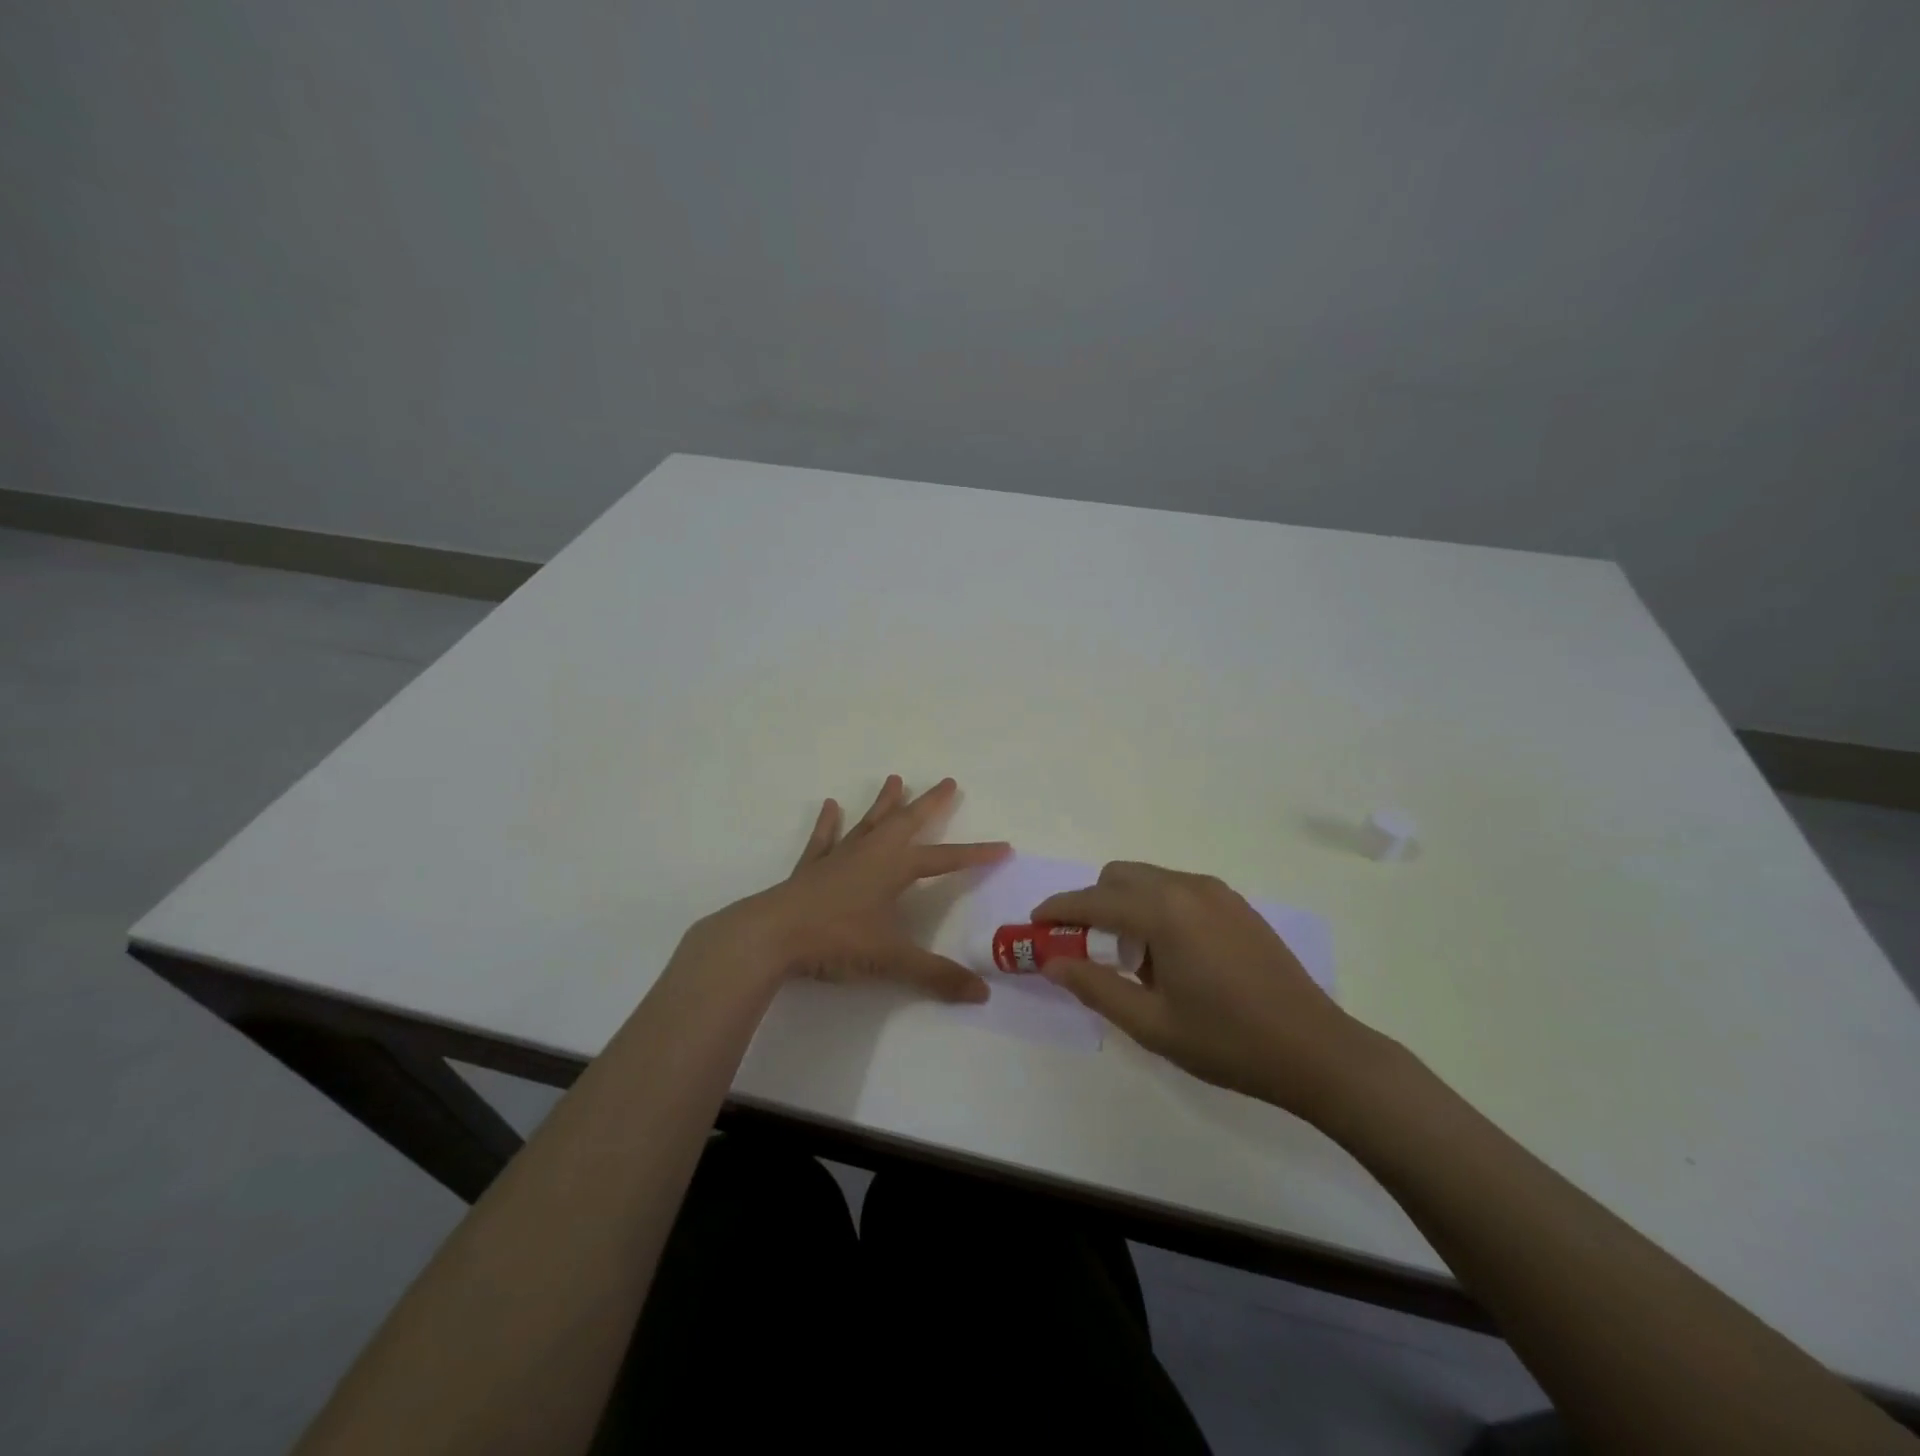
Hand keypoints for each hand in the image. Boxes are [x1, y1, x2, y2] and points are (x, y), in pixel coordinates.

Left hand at [693, 775, 1009, 1003]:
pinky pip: (824, 839)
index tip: (1003, 846)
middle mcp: (871, 853)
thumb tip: (982, 993)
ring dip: (884, 802)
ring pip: (868, 822)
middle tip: (948, 781)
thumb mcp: (891, 959)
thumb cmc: (837, 940)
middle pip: (907, 822)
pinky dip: (828, 823)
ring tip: (895, 778)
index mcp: (895, 868)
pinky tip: (830, 805)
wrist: (772, 935)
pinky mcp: (812, 867)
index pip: (946, 859)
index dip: (976, 854)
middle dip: (931, 803)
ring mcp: (840, 856)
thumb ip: (936, 975)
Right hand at [1032, 862, 1378, 1116]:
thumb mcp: (1151, 1024)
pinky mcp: (1236, 904)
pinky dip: (1156, 907)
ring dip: (1125, 905)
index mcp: (1164, 912)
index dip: (1058, 909)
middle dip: (1091, 903)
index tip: (1033, 924)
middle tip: (1085, 948)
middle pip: (1119, 877)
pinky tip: (1170, 955)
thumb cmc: (1228, 1041)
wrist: (1317, 1050)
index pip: (1093, 900)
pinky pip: (1178, 889)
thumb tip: (1052, 962)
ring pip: (1149, 879)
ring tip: (1132, 959)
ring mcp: (1217, 892)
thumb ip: (1095, 987)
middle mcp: (1187, 887)